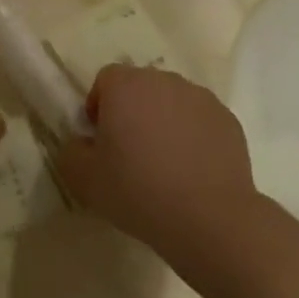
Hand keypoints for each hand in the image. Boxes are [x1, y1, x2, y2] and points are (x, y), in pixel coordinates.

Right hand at [54, 66, 258, 257]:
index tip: (101, 140)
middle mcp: (164, 81)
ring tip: (164, 163)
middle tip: (129, 152)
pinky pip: (199, 120)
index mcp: (126, 86)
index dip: (99, 107)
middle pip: (140, 87)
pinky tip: (191, 170)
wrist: (209, 218)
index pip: (105, 80)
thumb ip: (71, 152)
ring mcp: (200, 98)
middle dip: (132, 111)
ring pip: (172, 102)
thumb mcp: (84, 180)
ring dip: (163, 121)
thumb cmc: (138, 191)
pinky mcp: (227, 119)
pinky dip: (192, 136)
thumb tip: (82, 144)